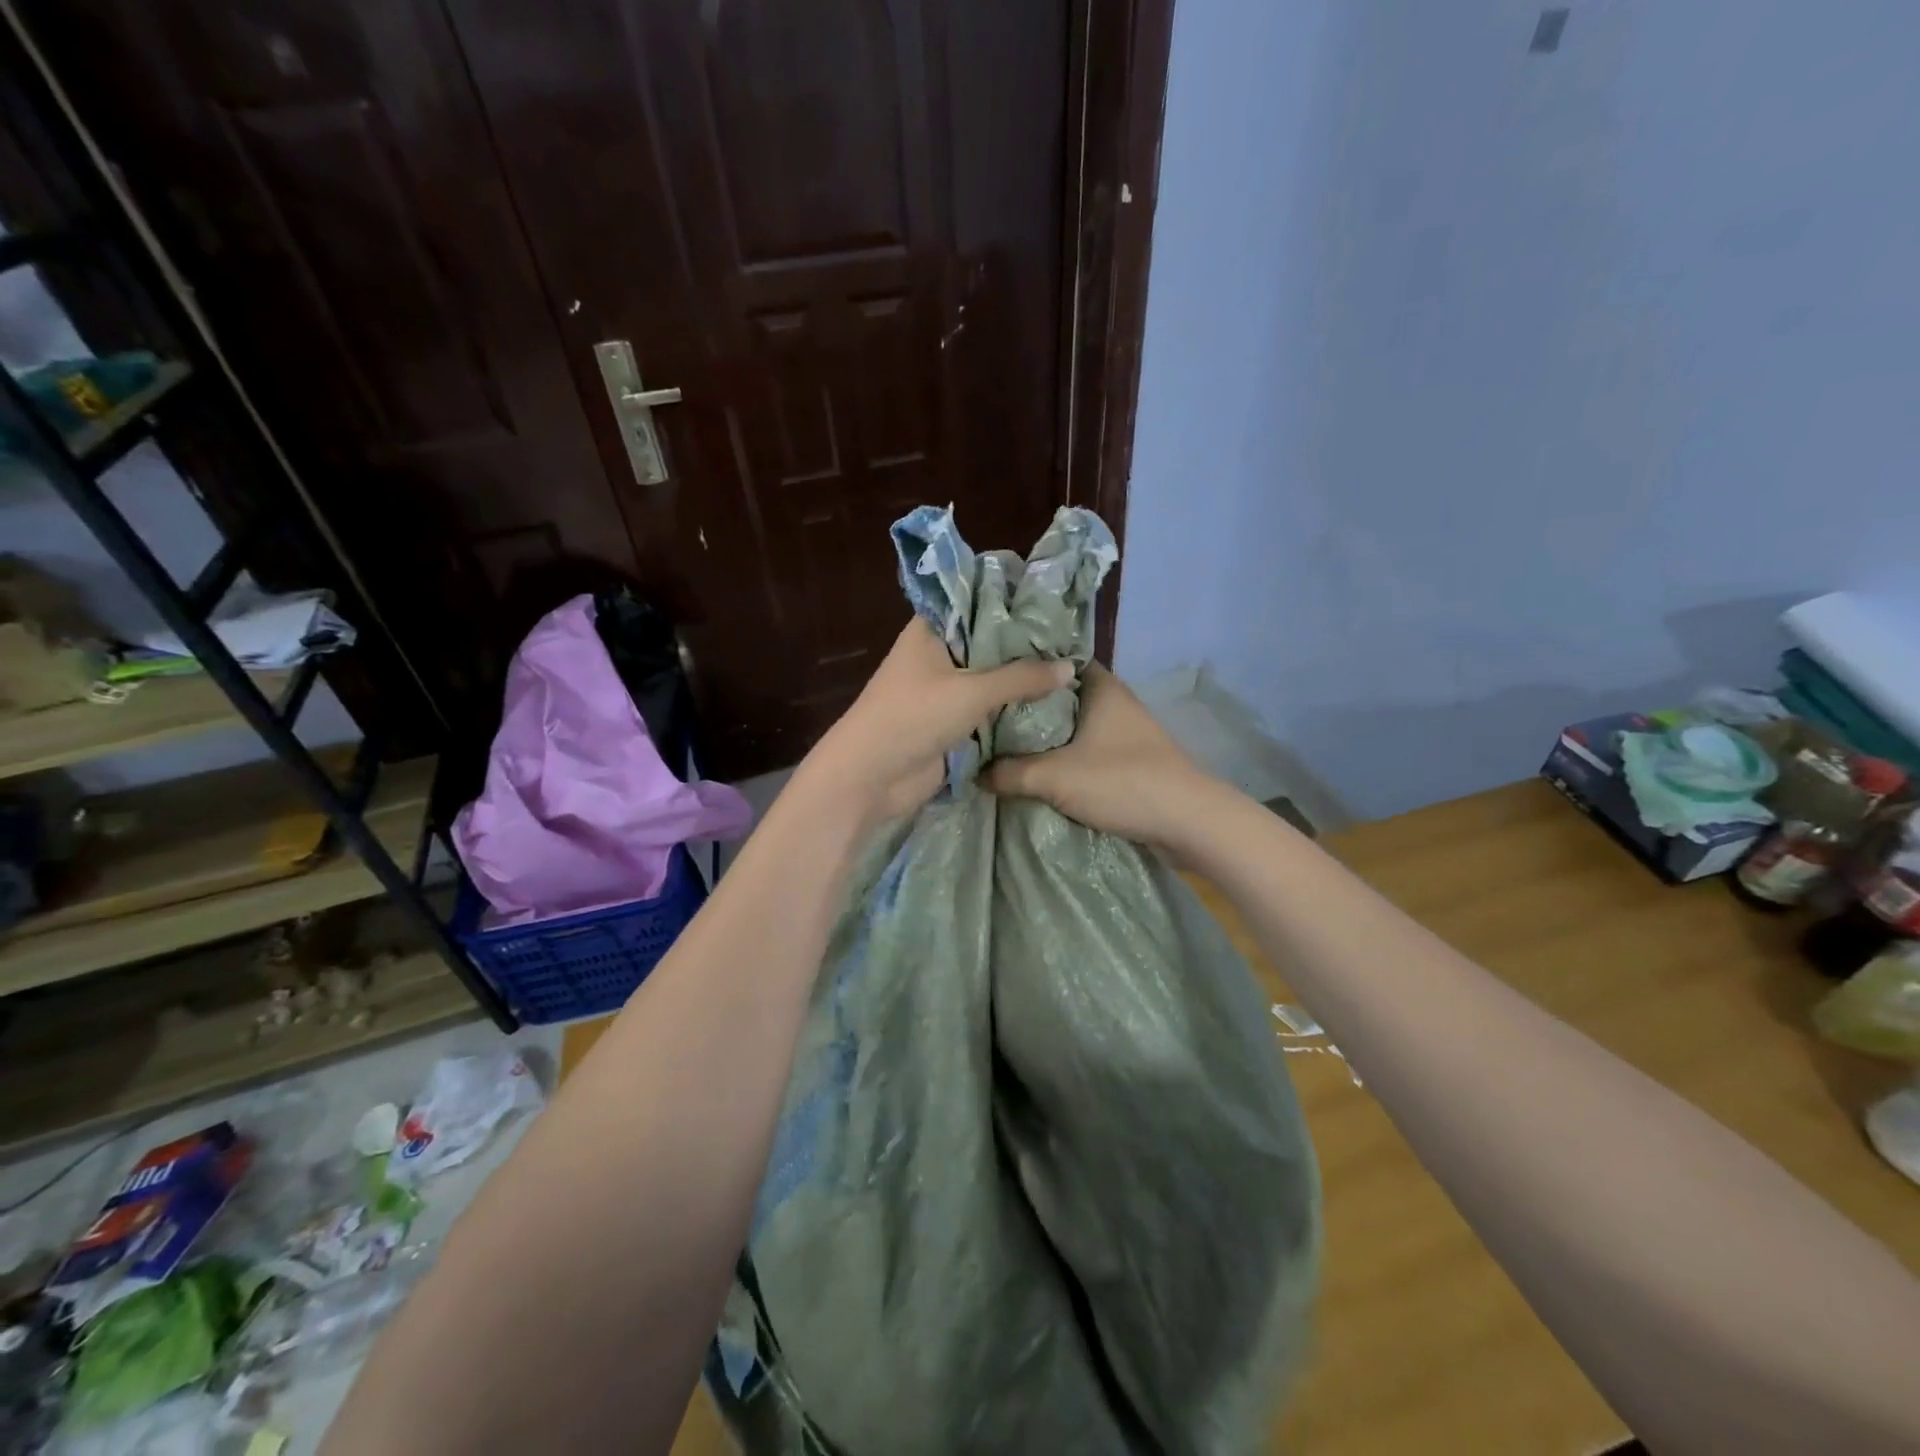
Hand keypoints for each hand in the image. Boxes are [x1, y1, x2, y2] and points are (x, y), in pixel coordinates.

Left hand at [803, 619, 1073, 822]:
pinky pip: (987, 710)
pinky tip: (1051, 705)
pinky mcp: (950, 723)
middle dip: (1025, 646)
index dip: (1012, 601)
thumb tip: (1070, 667)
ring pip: (991, 679)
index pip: (976, 602)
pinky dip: (1011, 710)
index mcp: (931, 630)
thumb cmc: (913, 717)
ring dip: (1021, 681)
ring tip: (1071, 670)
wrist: (870, 777)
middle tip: (1073, 641)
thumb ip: (1022, 678)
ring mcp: (944, 691)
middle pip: (988, 643)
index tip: (1054, 601)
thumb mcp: (972, 691)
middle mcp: (938, 655)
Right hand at [983, 663, 1221, 847]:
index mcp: (1100, 686)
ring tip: (1004, 746)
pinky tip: (1038, 770)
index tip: (991, 681)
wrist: (1187, 822)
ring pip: (1074, 726)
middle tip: (987, 718)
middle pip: (1060, 697)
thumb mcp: (1054, 777)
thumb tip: (976, 773)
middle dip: (1027, 708)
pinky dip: (1064, 757)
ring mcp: (1125, 731)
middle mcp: (1114, 701)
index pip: (1054, 662)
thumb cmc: (1121, 781)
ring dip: (1046, 737)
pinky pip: (1086, 749)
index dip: (1022, 669)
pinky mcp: (1130, 759)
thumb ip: (1010, 772)